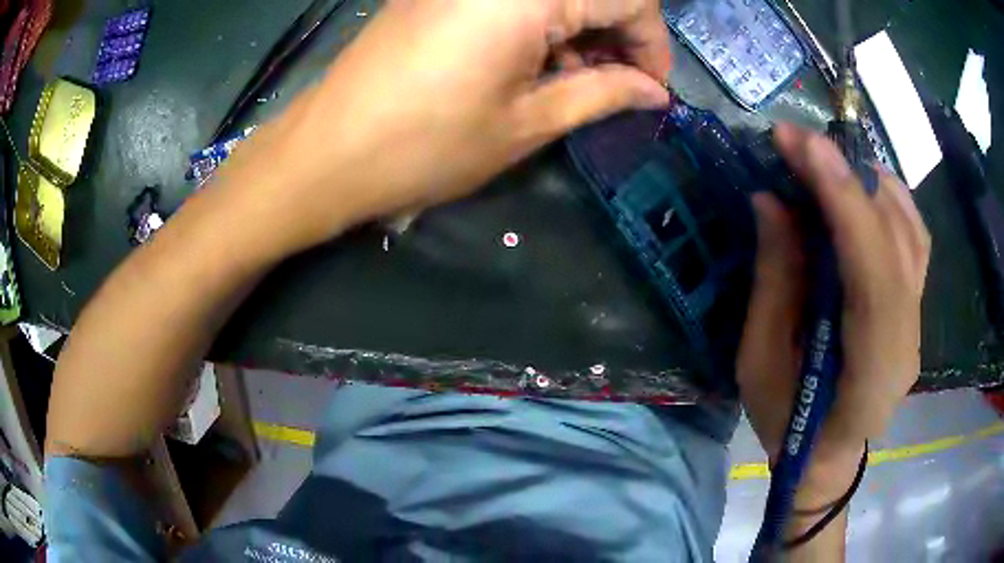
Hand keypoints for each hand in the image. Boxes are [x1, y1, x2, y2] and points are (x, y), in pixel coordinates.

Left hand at [218, 0, 671, 255]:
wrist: (328, 151)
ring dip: (579, 29)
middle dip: (617, 36)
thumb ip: (602, 93)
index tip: (652, 87)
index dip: (652, 42)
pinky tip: (537, 61)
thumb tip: (652, 91)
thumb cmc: (426, 144)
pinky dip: (541, 23)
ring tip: (576, 80)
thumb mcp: (527, 123)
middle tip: (618, 86)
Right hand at [737, 123, 930, 479]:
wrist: (828, 455)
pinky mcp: (917, 304)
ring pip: (910, 229)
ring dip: (868, 180)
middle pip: (897, 242)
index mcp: (871, 372)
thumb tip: (771, 201)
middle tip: (796, 140)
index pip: (874, 276)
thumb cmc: (787, 424)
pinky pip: (913, 236)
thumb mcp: (761, 364)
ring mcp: (919, 318)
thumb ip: (774, 282)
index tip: (804, 146)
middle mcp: (908, 339)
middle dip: (848, 178)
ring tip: (823, 158)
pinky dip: (887, 197)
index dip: (844, 204)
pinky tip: (858, 185)